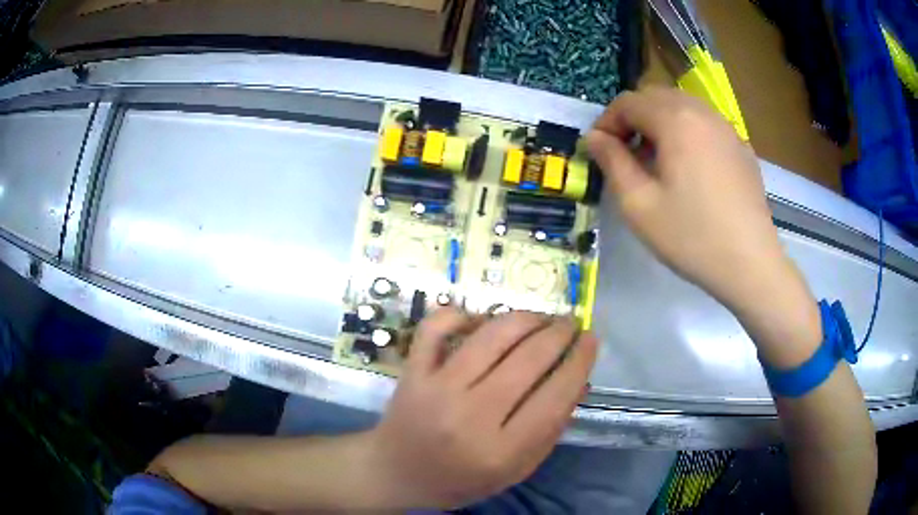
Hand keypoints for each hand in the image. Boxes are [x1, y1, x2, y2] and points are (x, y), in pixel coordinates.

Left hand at [365, 309, 596, 508]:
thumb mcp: (516, 470)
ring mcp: (436, 388)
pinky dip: (462, 313)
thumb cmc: (461, 479)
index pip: (555, 396)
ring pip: (491, 336)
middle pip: (528, 359)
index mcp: (501, 451)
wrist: (396, 473)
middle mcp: (470, 415)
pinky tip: (483, 319)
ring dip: (525, 317)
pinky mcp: (412, 371)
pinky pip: (437, 326)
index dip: (580, 361)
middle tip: (571, 324)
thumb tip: (579, 378)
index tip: (592, 339)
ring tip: (541, 318)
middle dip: (559, 333)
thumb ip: (551, 430)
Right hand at [586, 88, 803, 313]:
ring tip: (658, 161)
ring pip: (683, 107)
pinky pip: (706, 125)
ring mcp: (727, 128)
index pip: (628, 102)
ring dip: (661, 123)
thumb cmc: (691, 237)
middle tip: (627, 155)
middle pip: (656, 97)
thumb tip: (595, 137)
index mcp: (675, 120)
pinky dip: (687, 133)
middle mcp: (702, 112)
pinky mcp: (741, 147)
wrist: (750, 264)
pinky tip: (690, 169)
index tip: (601, 151)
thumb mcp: (639, 205)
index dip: (607, 122)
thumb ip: (612, 162)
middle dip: (634, 119)